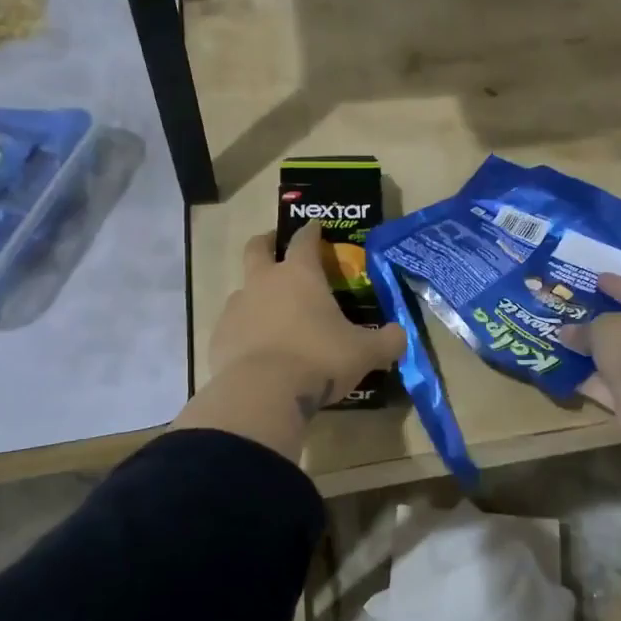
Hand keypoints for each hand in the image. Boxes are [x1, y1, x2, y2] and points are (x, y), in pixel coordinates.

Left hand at [208, 224, 407, 414]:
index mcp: (300, 275)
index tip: (316, 226)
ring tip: (272, 313)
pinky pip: (233, 325)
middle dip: (267, 243)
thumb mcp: (364, 352)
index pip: (304, 239)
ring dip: (255, 293)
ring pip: (243, 288)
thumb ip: (387, 341)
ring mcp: (237, 308)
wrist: (262, 394)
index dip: (311, 230)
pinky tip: (257, 350)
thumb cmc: (319, 360)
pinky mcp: (219, 337)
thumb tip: (401, 336)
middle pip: (257, 248)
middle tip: (277, 249)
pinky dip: (244, 330)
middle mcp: (264, 282)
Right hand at [560, 273, 620, 423]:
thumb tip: (565, 332)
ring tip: (563, 340)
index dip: (617, 286)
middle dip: (603, 322)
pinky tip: (564, 371)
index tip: (597, 279)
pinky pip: (609, 384)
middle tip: (577, 311)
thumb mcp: (605, 327)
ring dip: (594, 353)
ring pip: (618, 359)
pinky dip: (589, 379)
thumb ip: (584, 328)